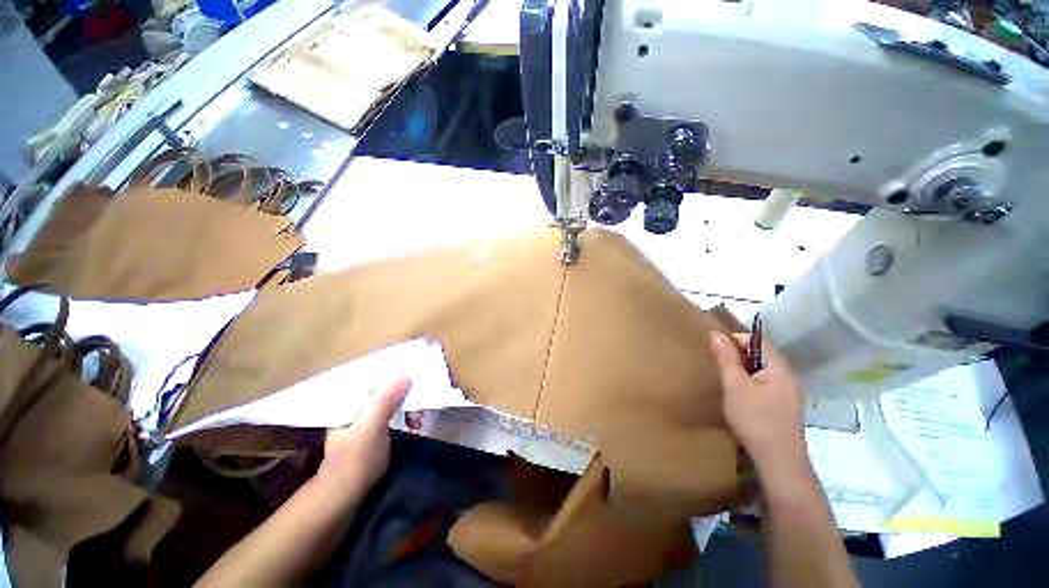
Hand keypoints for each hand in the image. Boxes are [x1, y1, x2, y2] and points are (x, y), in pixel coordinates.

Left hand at [317, 376, 410, 490]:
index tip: (417, 376)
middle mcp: (355, 405)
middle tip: (420, 405)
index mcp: (350, 400)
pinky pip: (392, 414)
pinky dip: (404, 417)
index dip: (396, 374)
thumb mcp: (372, 426)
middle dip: (406, 394)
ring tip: (418, 421)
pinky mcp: (370, 431)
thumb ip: (386, 399)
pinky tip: (413, 426)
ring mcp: (362, 419)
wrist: (342, 496)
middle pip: (385, 389)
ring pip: (390, 402)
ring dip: (407, 407)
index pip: (375, 376)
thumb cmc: (356, 459)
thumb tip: (406, 374)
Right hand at [709, 331, 809, 478]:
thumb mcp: (735, 385)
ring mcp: (789, 394)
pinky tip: (740, 398)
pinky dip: (751, 384)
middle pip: (762, 356)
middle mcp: (789, 377)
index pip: (759, 341)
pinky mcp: (785, 408)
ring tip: (726, 380)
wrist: (779, 460)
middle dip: (738, 355)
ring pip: (763, 372)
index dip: (736, 339)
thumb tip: (716, 333)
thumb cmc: (755, 418)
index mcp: (779, 368)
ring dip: (744, 371)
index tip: (715, 348)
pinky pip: (766, 386)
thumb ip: (726, 358)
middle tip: (717, 364)